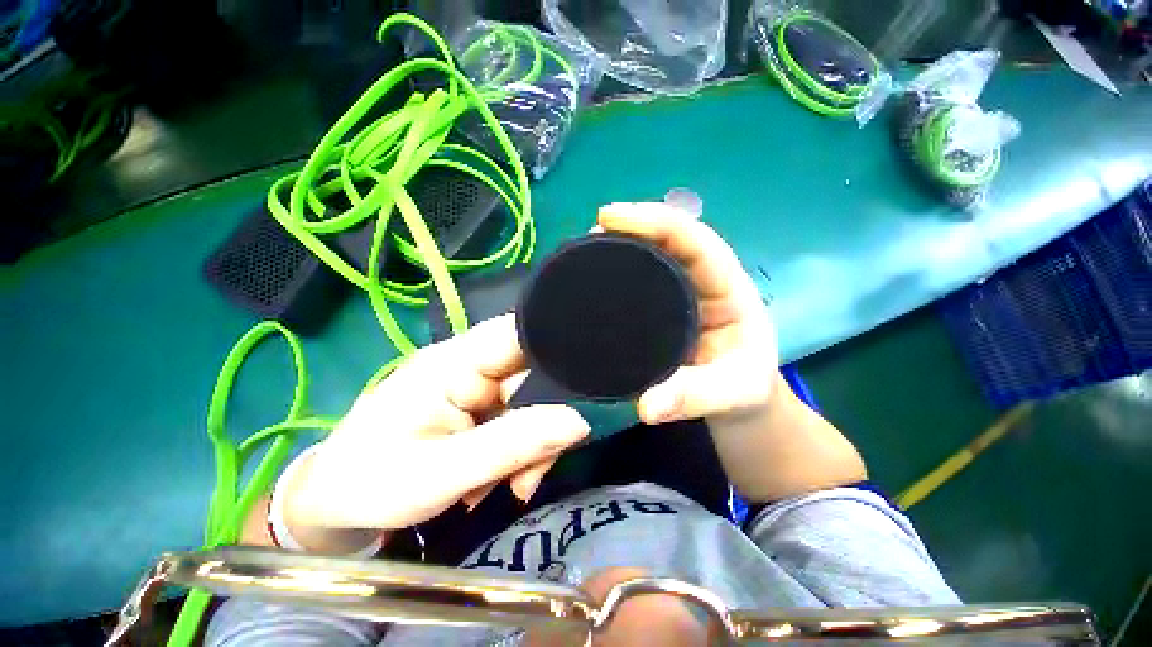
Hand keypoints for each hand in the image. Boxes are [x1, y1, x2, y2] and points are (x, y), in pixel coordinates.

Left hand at [285, 315, 589, 530]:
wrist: (335, 503)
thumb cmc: (372, 483)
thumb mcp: (442, 474)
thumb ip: (512, 446)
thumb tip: (578, 423)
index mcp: (454, 363)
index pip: (517, 333)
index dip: (554, 346)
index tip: (584, 381)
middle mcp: (469, 366)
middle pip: (532, 374)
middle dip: (543, 421)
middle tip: (532, 471)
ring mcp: (474, 388)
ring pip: (530, 403)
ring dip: (531, 445)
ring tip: (511, 486)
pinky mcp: (477, 409)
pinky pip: (517, 420)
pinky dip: (520, 451)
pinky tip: (503, 480)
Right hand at [598, 202, 779, 423]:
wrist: (742, 401)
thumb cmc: (745, 391)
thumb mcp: (731, 396)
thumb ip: (692, 398)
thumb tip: (646, 407)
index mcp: (727, 290)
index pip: (694, 240)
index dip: (655, 221)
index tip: (609, 218)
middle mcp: (704, 281)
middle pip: (670, 237)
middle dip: (633, 226)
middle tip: (591, 233)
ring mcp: (682, 292)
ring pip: (654, 253)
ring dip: (622, 243)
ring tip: (586, 248)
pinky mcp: (664, 307)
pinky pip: (642, 276)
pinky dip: (620, 267)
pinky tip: (596, 273)